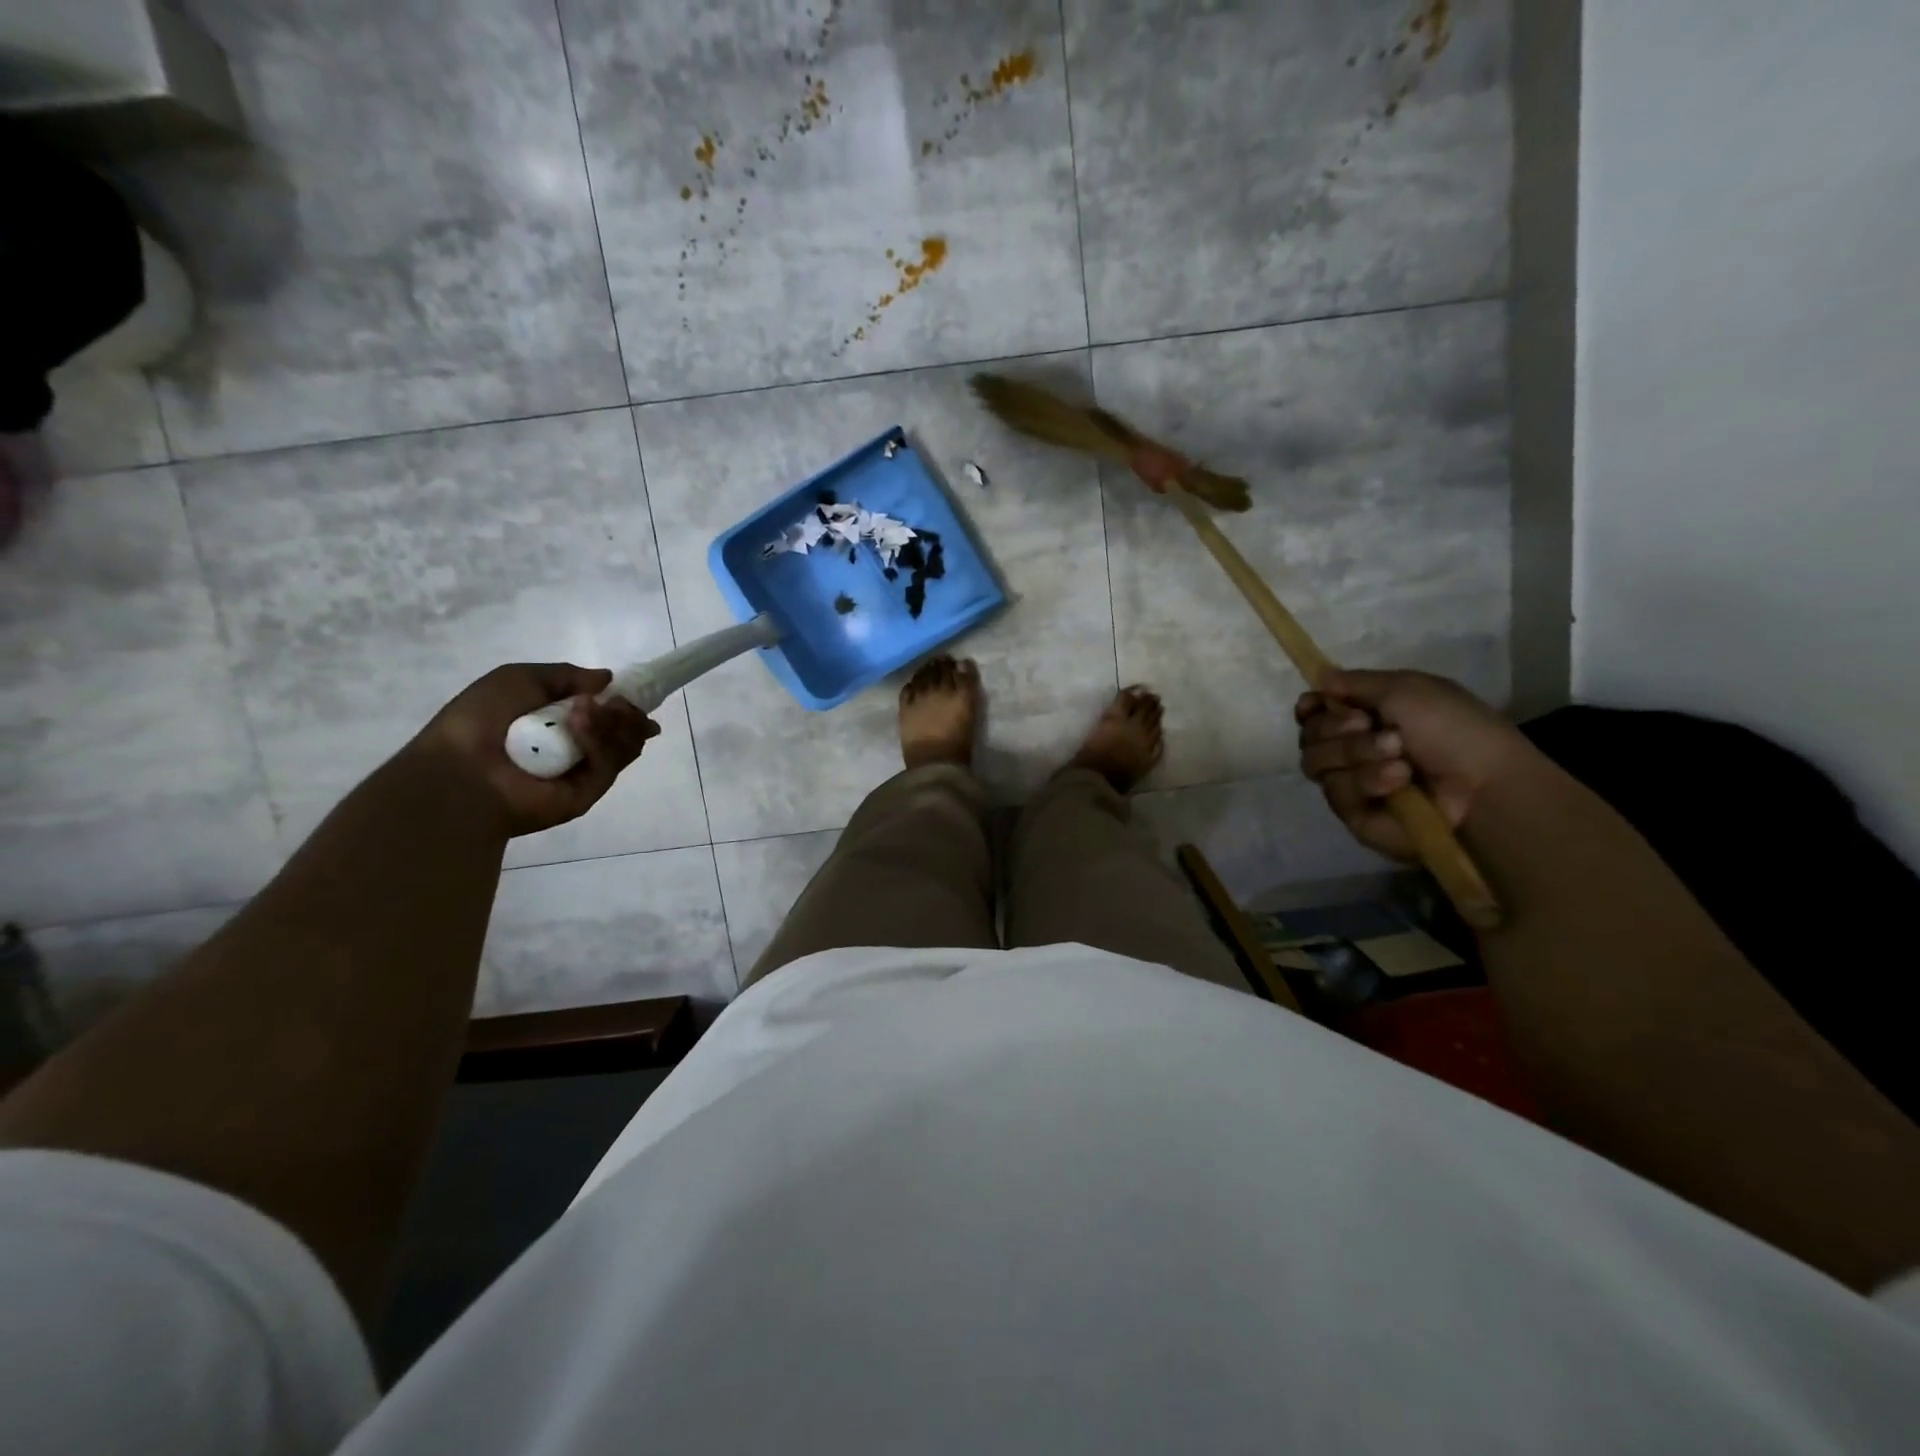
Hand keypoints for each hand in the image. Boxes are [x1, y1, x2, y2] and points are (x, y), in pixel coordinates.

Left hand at [410, 663, 659, 836]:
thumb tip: (608, 679)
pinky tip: (580, 726)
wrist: (460, 771)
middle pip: (622, 729)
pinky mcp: (589, 793)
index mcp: (557, 723)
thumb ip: (566, 675)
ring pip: (623, 745)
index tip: (632, 693)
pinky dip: (600, 742)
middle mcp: (575, 748)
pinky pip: (608, 764)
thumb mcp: (518, 678)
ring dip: (614, 722)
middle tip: (619, 703)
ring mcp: (584, 772)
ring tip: (590, 711)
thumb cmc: (480, 720)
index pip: (605, 713)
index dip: (622, 702)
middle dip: (626, 712)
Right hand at [1294, 669, 1533, 861]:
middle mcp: (1351, 750)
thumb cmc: (1453, 729)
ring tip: (1398, 757)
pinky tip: (1400, 781)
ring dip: (1356, 753)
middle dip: (1336, 728)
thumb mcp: (1407, 688)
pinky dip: (1368, 781)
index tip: (1316, 704)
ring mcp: (1351, 783)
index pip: (1312, 713)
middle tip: (1369, 725)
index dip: (1309, 708)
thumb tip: (1319, 676)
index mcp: (1364, 717)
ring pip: (1316, 763)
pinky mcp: (1354, 814)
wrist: (1483, 784)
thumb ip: (1355, 682)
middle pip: (1308, 736)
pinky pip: (1337, 792)